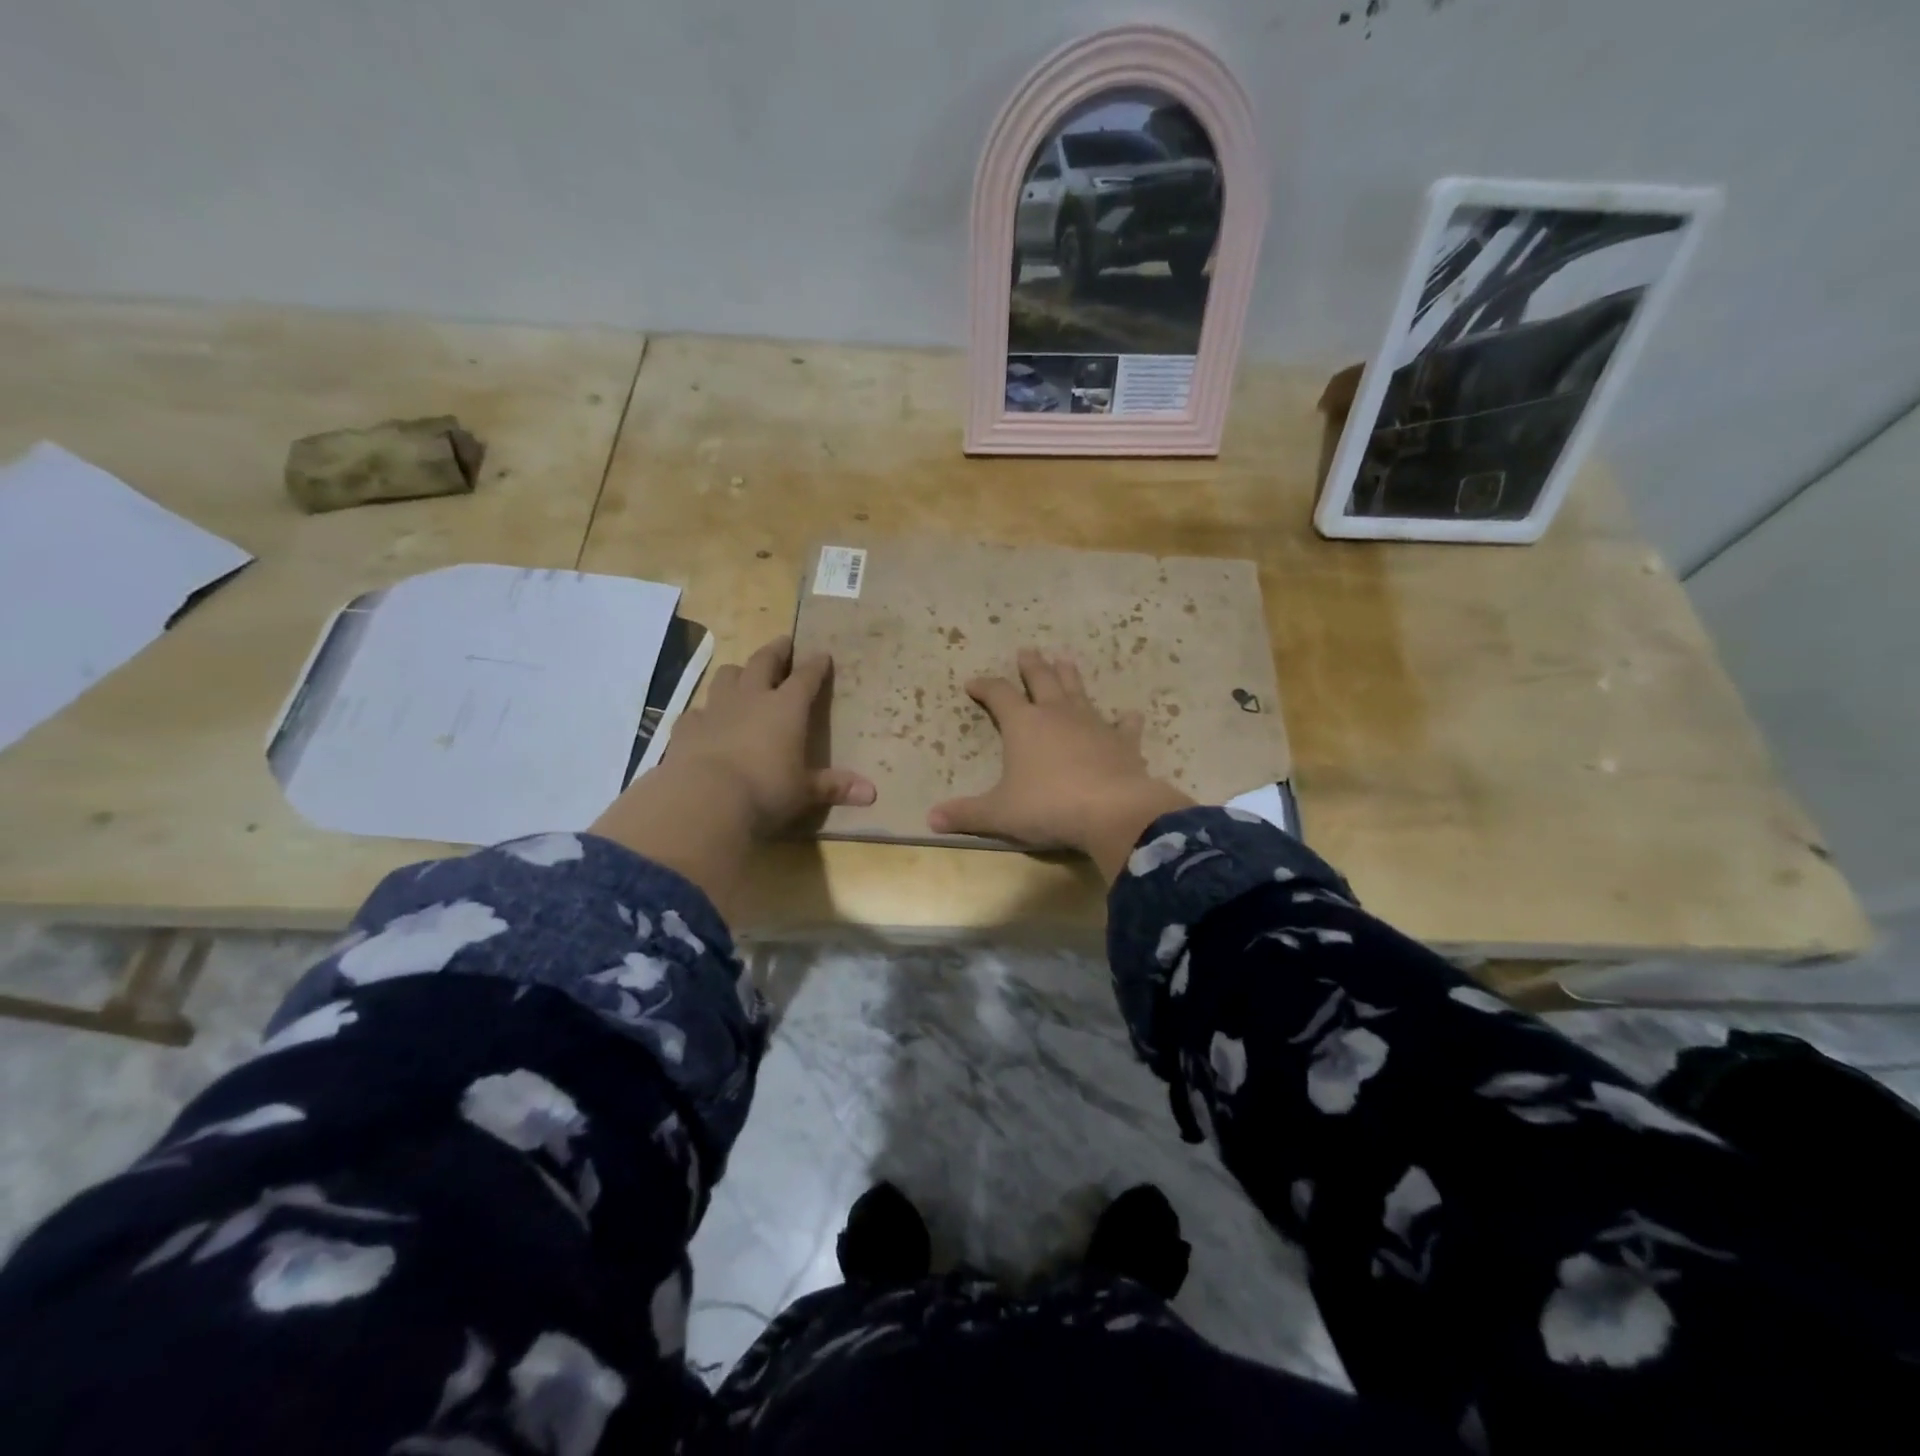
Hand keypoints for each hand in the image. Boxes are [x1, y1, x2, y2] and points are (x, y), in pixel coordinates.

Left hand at [663, 636, 875, 835]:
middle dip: (776, 651)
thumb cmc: (766, 790)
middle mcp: (752, 698)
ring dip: (738, 673)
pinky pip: (698, 711)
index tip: (822, 655)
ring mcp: (716, 709)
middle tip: (784, 643)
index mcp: (786, 708)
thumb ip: (834, 787)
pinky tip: (706, 720)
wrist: (705, 798)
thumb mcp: (805, 791)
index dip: (816, 666)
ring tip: (743, 675)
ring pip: (727, 676)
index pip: (806, 678)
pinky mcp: (687, 727)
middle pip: (763, 662)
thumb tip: (872, 793)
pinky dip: (706, 712)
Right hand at [929, 649, 1191, 878]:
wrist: (1111, 811)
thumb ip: (966, 814)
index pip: (998, 695)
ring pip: (1079, 692)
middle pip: (1042, 680)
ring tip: (1065, 660)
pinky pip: (1124, 726)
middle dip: (1032, 666)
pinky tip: (1130, 715)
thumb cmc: (1047, 807)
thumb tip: (930, 819)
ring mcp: (1093, 724)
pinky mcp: (1123, 742)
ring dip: (1070, 676)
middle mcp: (1058, 715)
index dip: (985, 687)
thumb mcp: (999, 814)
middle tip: (1027, 651)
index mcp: (1023, 724)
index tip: (973, 683)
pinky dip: (1125, 720)